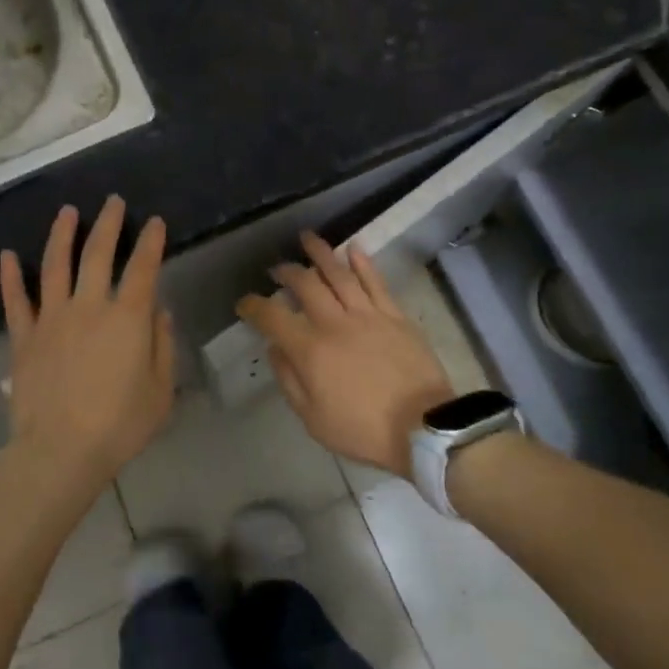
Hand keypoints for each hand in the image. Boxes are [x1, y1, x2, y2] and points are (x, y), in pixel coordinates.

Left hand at [0, 198, 175, 498]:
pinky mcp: (24, 338)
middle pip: (98, 254)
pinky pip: (16, 301)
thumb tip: (159, 312)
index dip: (151, 242)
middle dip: (108, 224)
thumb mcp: (160, 391)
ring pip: (55, 265)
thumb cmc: (119, 426)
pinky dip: (10, 276)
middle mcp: (89, 307)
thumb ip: (162, 347)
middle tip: (112, 202)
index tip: (156, 222)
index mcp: (127, 319)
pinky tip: (7, 255)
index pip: (144, 269)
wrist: (60, 452)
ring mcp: (52, 319)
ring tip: (67, 212)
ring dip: (62, 235)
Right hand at [236, 233, 453, 477]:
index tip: (244, 303)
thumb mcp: (313, 419)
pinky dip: (362, 262)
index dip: (253, 306)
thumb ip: (289, 380)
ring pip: (339, 274)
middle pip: (305, 284)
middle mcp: (334, 323)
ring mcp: (367, 315)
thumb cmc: (362, 430)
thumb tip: (275, 348)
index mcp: (310, 350)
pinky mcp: (395, 315)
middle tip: (277, 269)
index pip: (272, 317)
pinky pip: (375, 282)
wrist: (423, 428)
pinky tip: (353, 248)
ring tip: (307, 238)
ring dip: (320, 253)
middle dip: (286, 272)